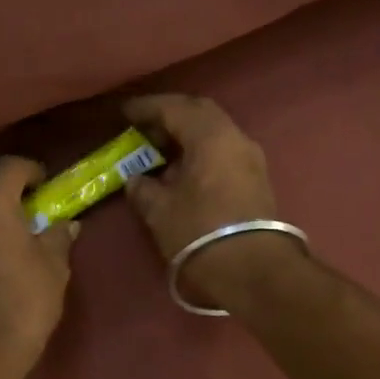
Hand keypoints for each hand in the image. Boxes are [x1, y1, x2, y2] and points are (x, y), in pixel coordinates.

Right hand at [122, 94, 297, 307]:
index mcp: (211, 136)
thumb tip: (136, 180)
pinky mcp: (255, 179)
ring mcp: (250, 158)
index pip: (175, 108)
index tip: (124, 112)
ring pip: (214, 133)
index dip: (146, 108)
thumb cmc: (200, 232)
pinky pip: (222, 151)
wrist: (253, 270)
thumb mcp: (159, 210)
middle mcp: (235, 138)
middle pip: (199, 113)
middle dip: (169, 116)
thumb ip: (142, 188)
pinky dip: (199, 151)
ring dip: (186, 135)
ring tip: (159, 150)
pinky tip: (181, 170)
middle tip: (143, 128)